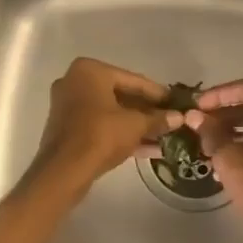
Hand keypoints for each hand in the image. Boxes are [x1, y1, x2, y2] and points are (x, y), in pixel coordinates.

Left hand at [32, 58, 181, 189]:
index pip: (132, 80)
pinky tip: (148, 149)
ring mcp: (69, 106)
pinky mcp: (68, 128)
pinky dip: (121, 134)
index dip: (158, 94)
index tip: (177, 102)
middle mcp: (75, 82)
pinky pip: (100, 126)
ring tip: (164, 137)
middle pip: (121, 95)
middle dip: (147, 111)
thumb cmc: (100, 135)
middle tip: (170, 120)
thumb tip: (180, 117)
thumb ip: (158, 119)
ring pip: (111, 113)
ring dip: (137, 125)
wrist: (63, 171)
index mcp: (90, 71)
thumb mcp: (135, 125)